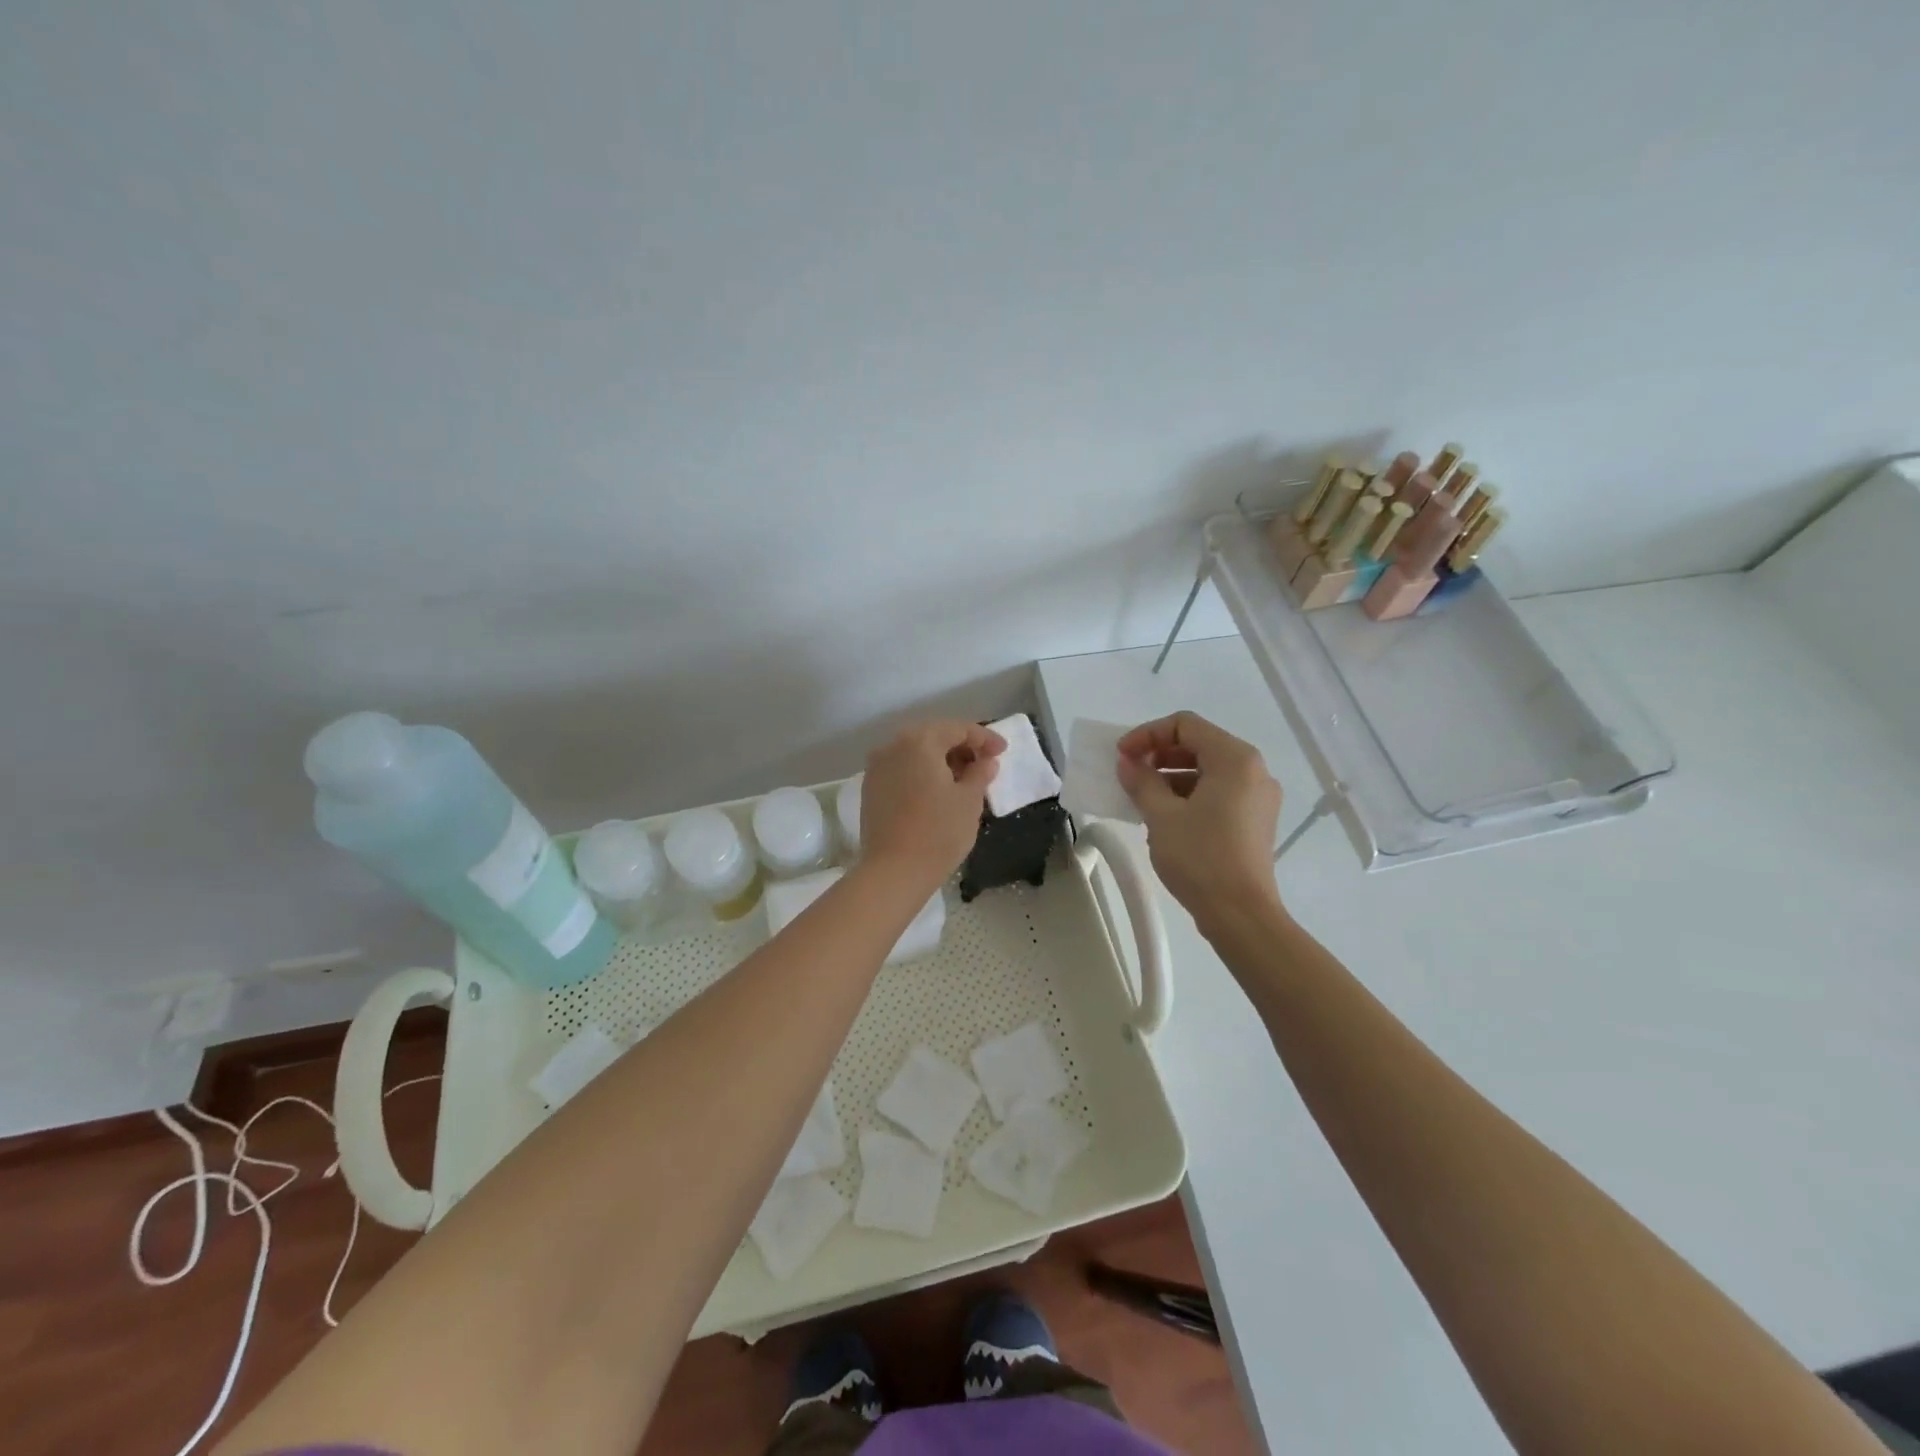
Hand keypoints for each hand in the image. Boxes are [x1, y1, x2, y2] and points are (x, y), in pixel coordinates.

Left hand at [861, 720, 1004, 888]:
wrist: (894, 871)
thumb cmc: (939, 832)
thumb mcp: (970, 801)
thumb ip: (980, 773)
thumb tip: (986, 761)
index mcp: (920, 741)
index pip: (958, 729)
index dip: (985, 738)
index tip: (1003, 751)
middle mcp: (893, 745)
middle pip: (934, 736)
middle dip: (962, 746)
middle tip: (985, 763)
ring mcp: (877, 767)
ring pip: (916, 752)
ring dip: (941, 760)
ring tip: (964, 779)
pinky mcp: (870, 788)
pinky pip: (902, 769)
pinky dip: (922, 772)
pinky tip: (938, 790)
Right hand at [1116, 711, 1283, 927]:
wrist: (1240, 915)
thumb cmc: (1200, 858)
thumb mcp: (1161, 816)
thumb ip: (1141, 781)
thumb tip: (1128, 763)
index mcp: (1234, 759)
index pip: (1185, 725)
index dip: (1148, 734)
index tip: (1121, 755)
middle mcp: (1253, 770)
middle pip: (1199, 744)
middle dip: (1159, 754)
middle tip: (1128, 772)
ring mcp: (1258, 797)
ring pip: (1208, 770)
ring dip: (1171, 776)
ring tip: (1141, 797)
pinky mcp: (1255, 820)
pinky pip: (1218, 792)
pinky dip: (1189, 795)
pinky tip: (1164, 816)